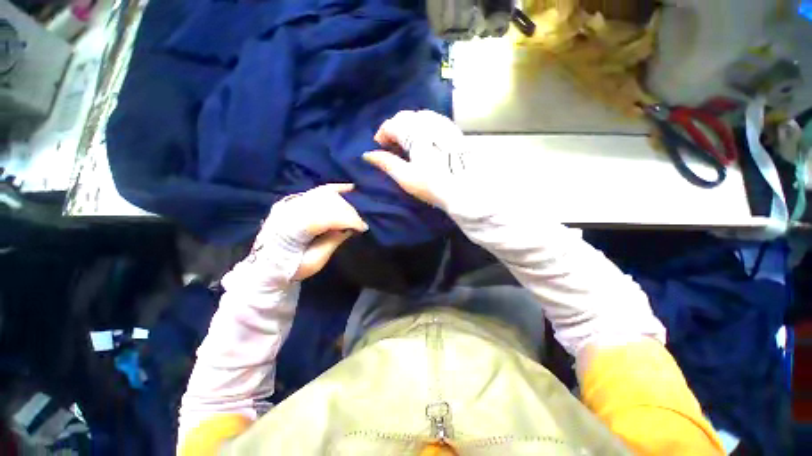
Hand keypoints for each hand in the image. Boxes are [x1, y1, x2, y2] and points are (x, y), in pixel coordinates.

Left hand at [252, 184, 367, 280]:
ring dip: (344, 203)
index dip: (348, 219)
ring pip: (324, 194)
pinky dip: (335, 189)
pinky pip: (318, 190)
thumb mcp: (315, 261)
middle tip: (359, 224)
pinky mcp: (294, 200)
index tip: (363, 228)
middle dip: (349, 212)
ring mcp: (291, 202)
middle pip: (328, 202)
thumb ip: (332, 242)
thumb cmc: (291, 268)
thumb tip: (350, 228)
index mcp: (292, 227)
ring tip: (354, 214)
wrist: (265, 266)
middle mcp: (290, 209)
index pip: (326, 216)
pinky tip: (349, 187)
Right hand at [363, 110, 468, 209]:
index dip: (382, 134)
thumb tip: (367, 154)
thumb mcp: (406, 177)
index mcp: (415, 133)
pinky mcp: (454, 130)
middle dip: (395, 129)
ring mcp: (443, 124)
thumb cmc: (433, 186)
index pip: (392, 124)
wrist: (467, 191)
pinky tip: (425, 140)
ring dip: (409, 127)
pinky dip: (423, 127)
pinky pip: (434, 120)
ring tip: (407, 144)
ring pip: (420, 117)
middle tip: (392, 146)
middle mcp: (429, 123)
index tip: (379, 147)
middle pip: (405, 117)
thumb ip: (386, 163)